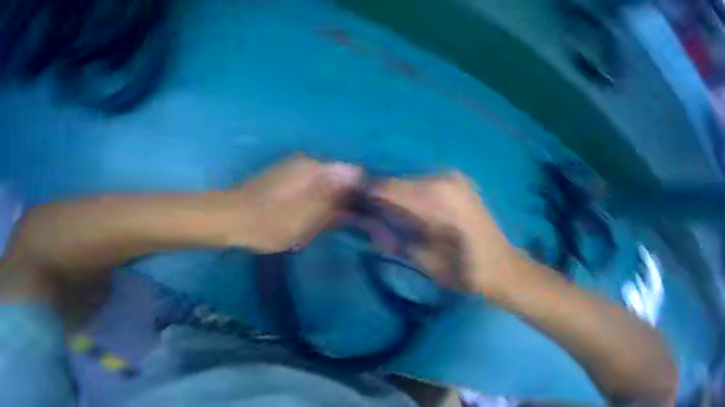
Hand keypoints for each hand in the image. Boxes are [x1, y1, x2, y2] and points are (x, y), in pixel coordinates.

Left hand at [231, 156, 362, 252]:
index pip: (353, 174)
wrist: (229, 219)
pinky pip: (309, 188)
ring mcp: (293, 168)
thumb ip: (336, 195)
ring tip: (321, 226)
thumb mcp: (307, 216)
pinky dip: (314, 203)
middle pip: (339, 179)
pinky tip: (305, 219)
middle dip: (346, 202)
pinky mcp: (283, 178)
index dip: (363, 195)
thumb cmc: (270, 222)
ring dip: (329, 205)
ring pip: (324, 185)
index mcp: (315, 167)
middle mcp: (307, 162)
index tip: (366, 217)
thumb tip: (360, 173)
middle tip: (343, 227)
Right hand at [373, 171, 521, 294]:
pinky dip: (416, 197)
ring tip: (397, 221)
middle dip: (384, 199)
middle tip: (375, 221)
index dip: (367, 197)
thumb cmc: (462, 270)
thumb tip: (366, 219)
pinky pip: (427, 185)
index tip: (354, 210)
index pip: (386, 187)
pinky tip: (418, 215)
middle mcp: (444, 178)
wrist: (501, 267)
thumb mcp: (421, 258)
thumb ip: (392, 234)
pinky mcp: (461, 183)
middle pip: (399, 182)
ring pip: (412, 182)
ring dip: (400, 198)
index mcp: (435, 195)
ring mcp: (454, 178)